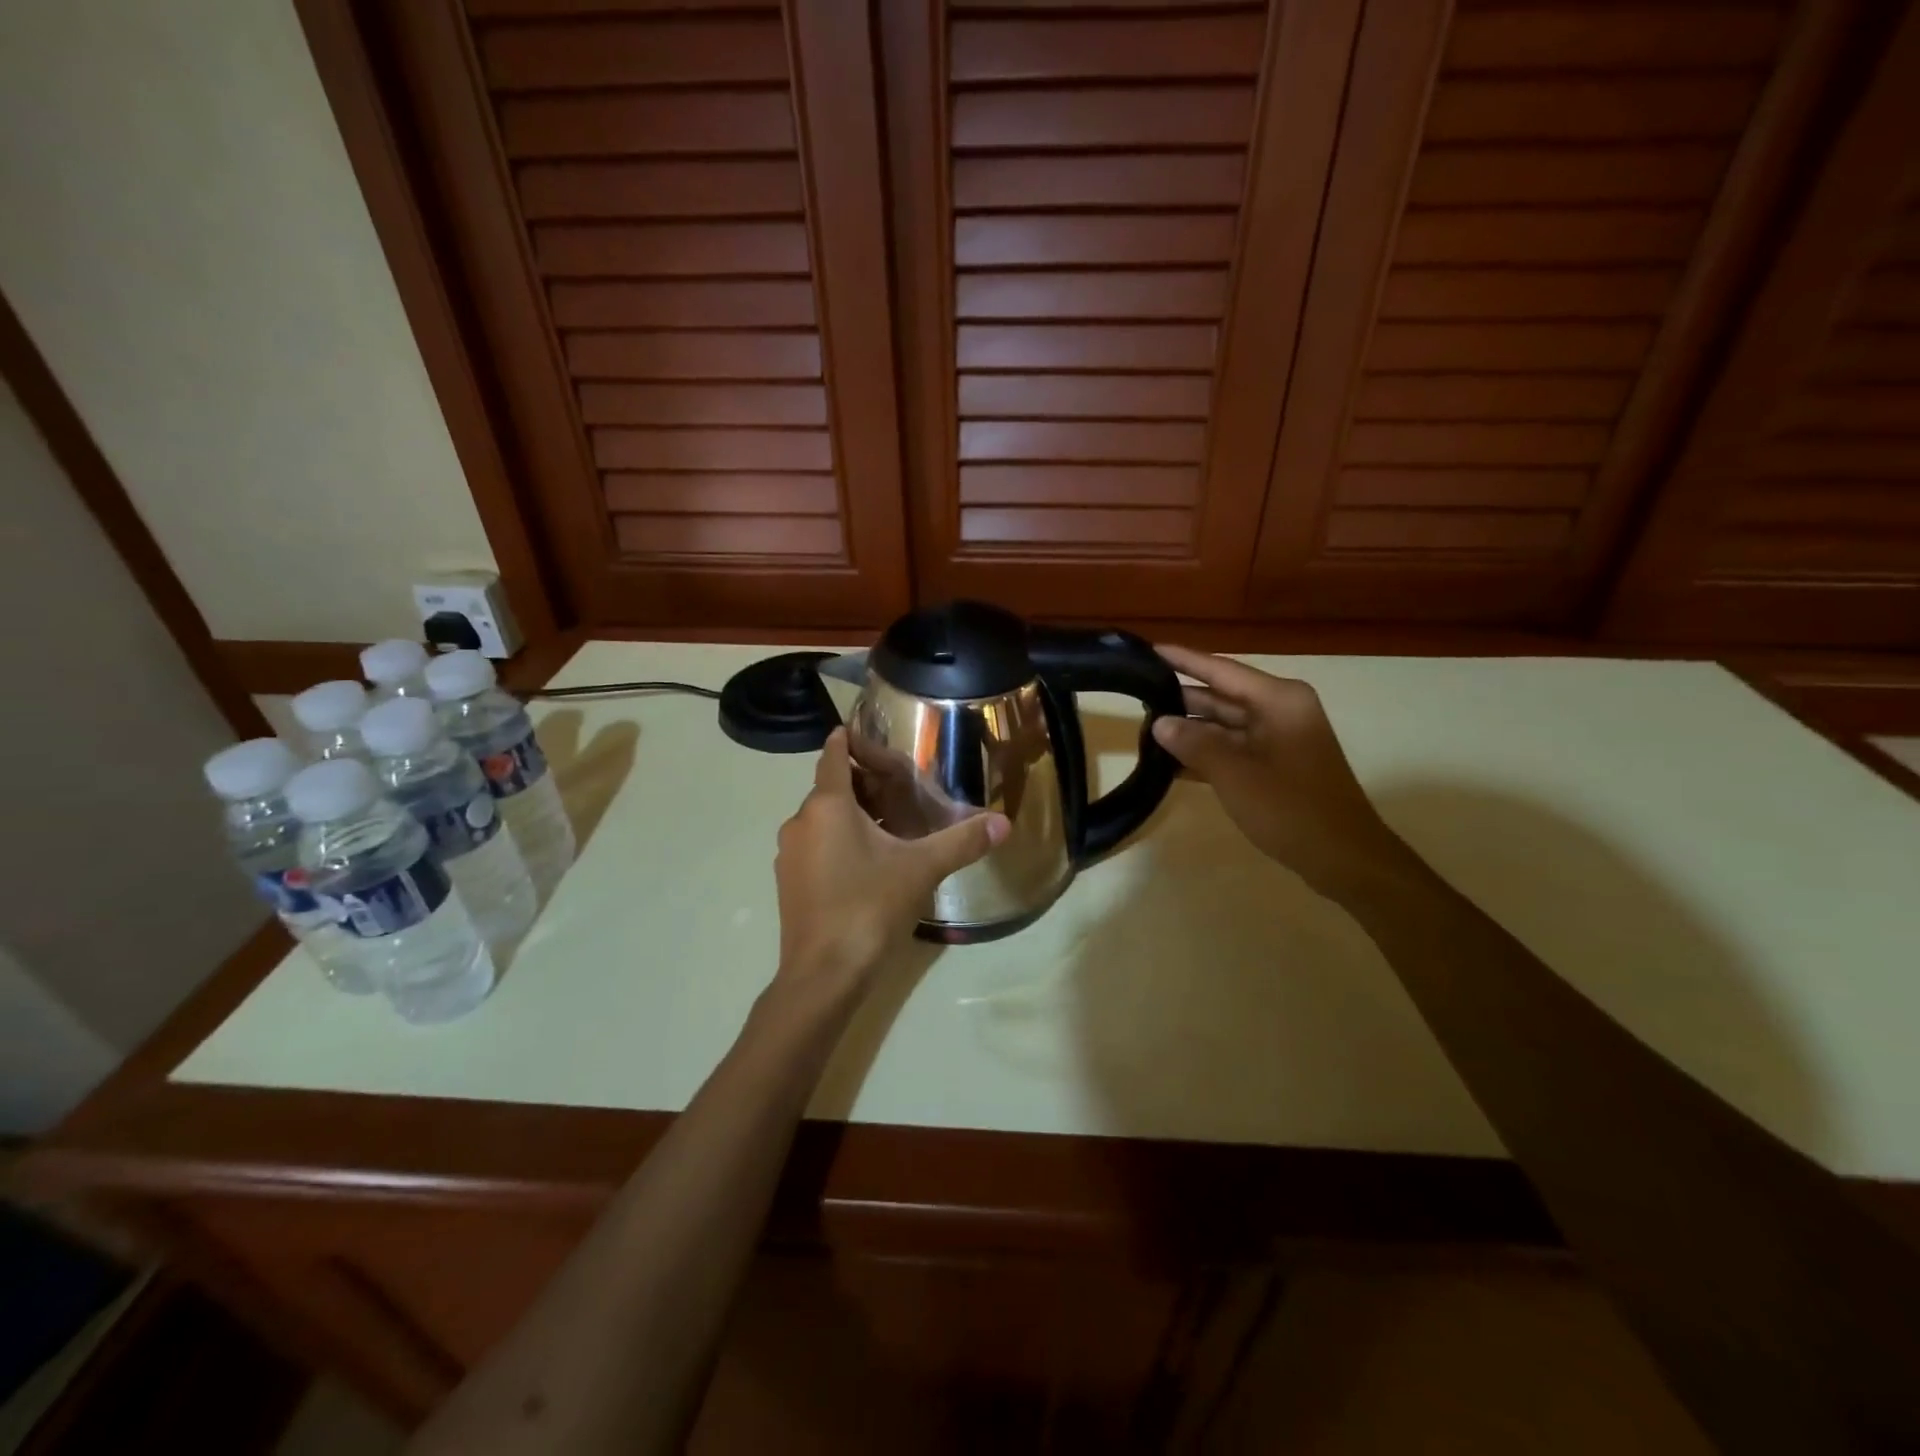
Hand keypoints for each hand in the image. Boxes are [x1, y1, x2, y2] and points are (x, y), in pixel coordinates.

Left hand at [773, 729, 1009, 994]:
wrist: (824, 974)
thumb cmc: (869, 907)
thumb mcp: (921, 869)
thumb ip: (962, 842)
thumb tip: (1004, 823)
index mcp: (827, 805)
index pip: (835, 755)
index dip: (850, 740)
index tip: (867, 732)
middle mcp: (801, 822)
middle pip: (831, 787)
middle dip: (863, 783)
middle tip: (899, 787)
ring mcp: (790, 854)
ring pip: (822, 818)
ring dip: (851, 814)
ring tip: (890, 824)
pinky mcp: (789, 882)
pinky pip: (815, 845)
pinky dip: (838, 840)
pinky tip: (868, 862)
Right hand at [1152, 646, 1406, 898]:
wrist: (1344, 858)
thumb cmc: (1291, 809)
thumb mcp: (1235, 774)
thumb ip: (1195, 744)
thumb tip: (1160, 723)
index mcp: (1278, 700)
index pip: (1221, 670)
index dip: (1184, 660)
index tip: (1149, 650)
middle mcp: (1279, 711)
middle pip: (1221, 696)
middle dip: (1181, 699)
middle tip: (1136, 695)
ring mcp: (1279, 738)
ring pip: (1224, 725)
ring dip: (1189, 730)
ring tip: (1144, 729)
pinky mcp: (1275, 764)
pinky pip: (1233, 749)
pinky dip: (1205, 754)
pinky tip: (1169, 763)